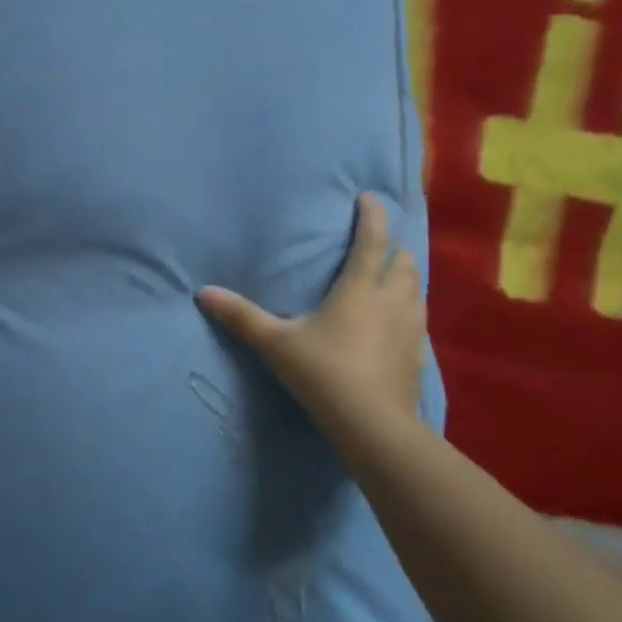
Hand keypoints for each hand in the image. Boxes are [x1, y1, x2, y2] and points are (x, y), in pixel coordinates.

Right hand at [198, 193, 426, 429]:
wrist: (372, 424)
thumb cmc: (323, 371)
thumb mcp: (275, 342)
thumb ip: (242, 316)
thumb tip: (203, 292)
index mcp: (359, 290)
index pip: (371, 242)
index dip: (373, 216)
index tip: (370, 197)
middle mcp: (391, 302)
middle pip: (404, 263)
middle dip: (394, 249)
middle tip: (380, 245)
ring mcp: (410, 330)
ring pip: (417, 291)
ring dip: (405, 279)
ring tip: (391, 279)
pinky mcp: (418, 357)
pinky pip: (418, 323)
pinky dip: (408, 313)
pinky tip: (396, 327)